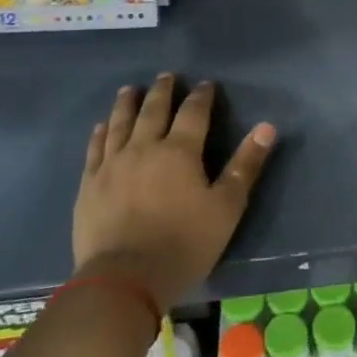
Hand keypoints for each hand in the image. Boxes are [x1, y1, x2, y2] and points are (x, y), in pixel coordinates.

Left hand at [72, 74, 277, 306]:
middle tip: (166, 76)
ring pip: (120, 124)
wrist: (123, 280)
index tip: (206, 84)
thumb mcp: (226, 207)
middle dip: (162, 91)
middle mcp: (144, 148)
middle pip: (153, 111)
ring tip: (130, 90)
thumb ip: (245, 165)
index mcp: (180, 151)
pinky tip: (101, 127)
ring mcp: (112, 165)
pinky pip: (95, 149)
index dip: (202, 96)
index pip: (194, 113)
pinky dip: (99, 133)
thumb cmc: (184, 244)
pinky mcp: (89, 185)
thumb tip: (267, 127)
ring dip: (126, 104)